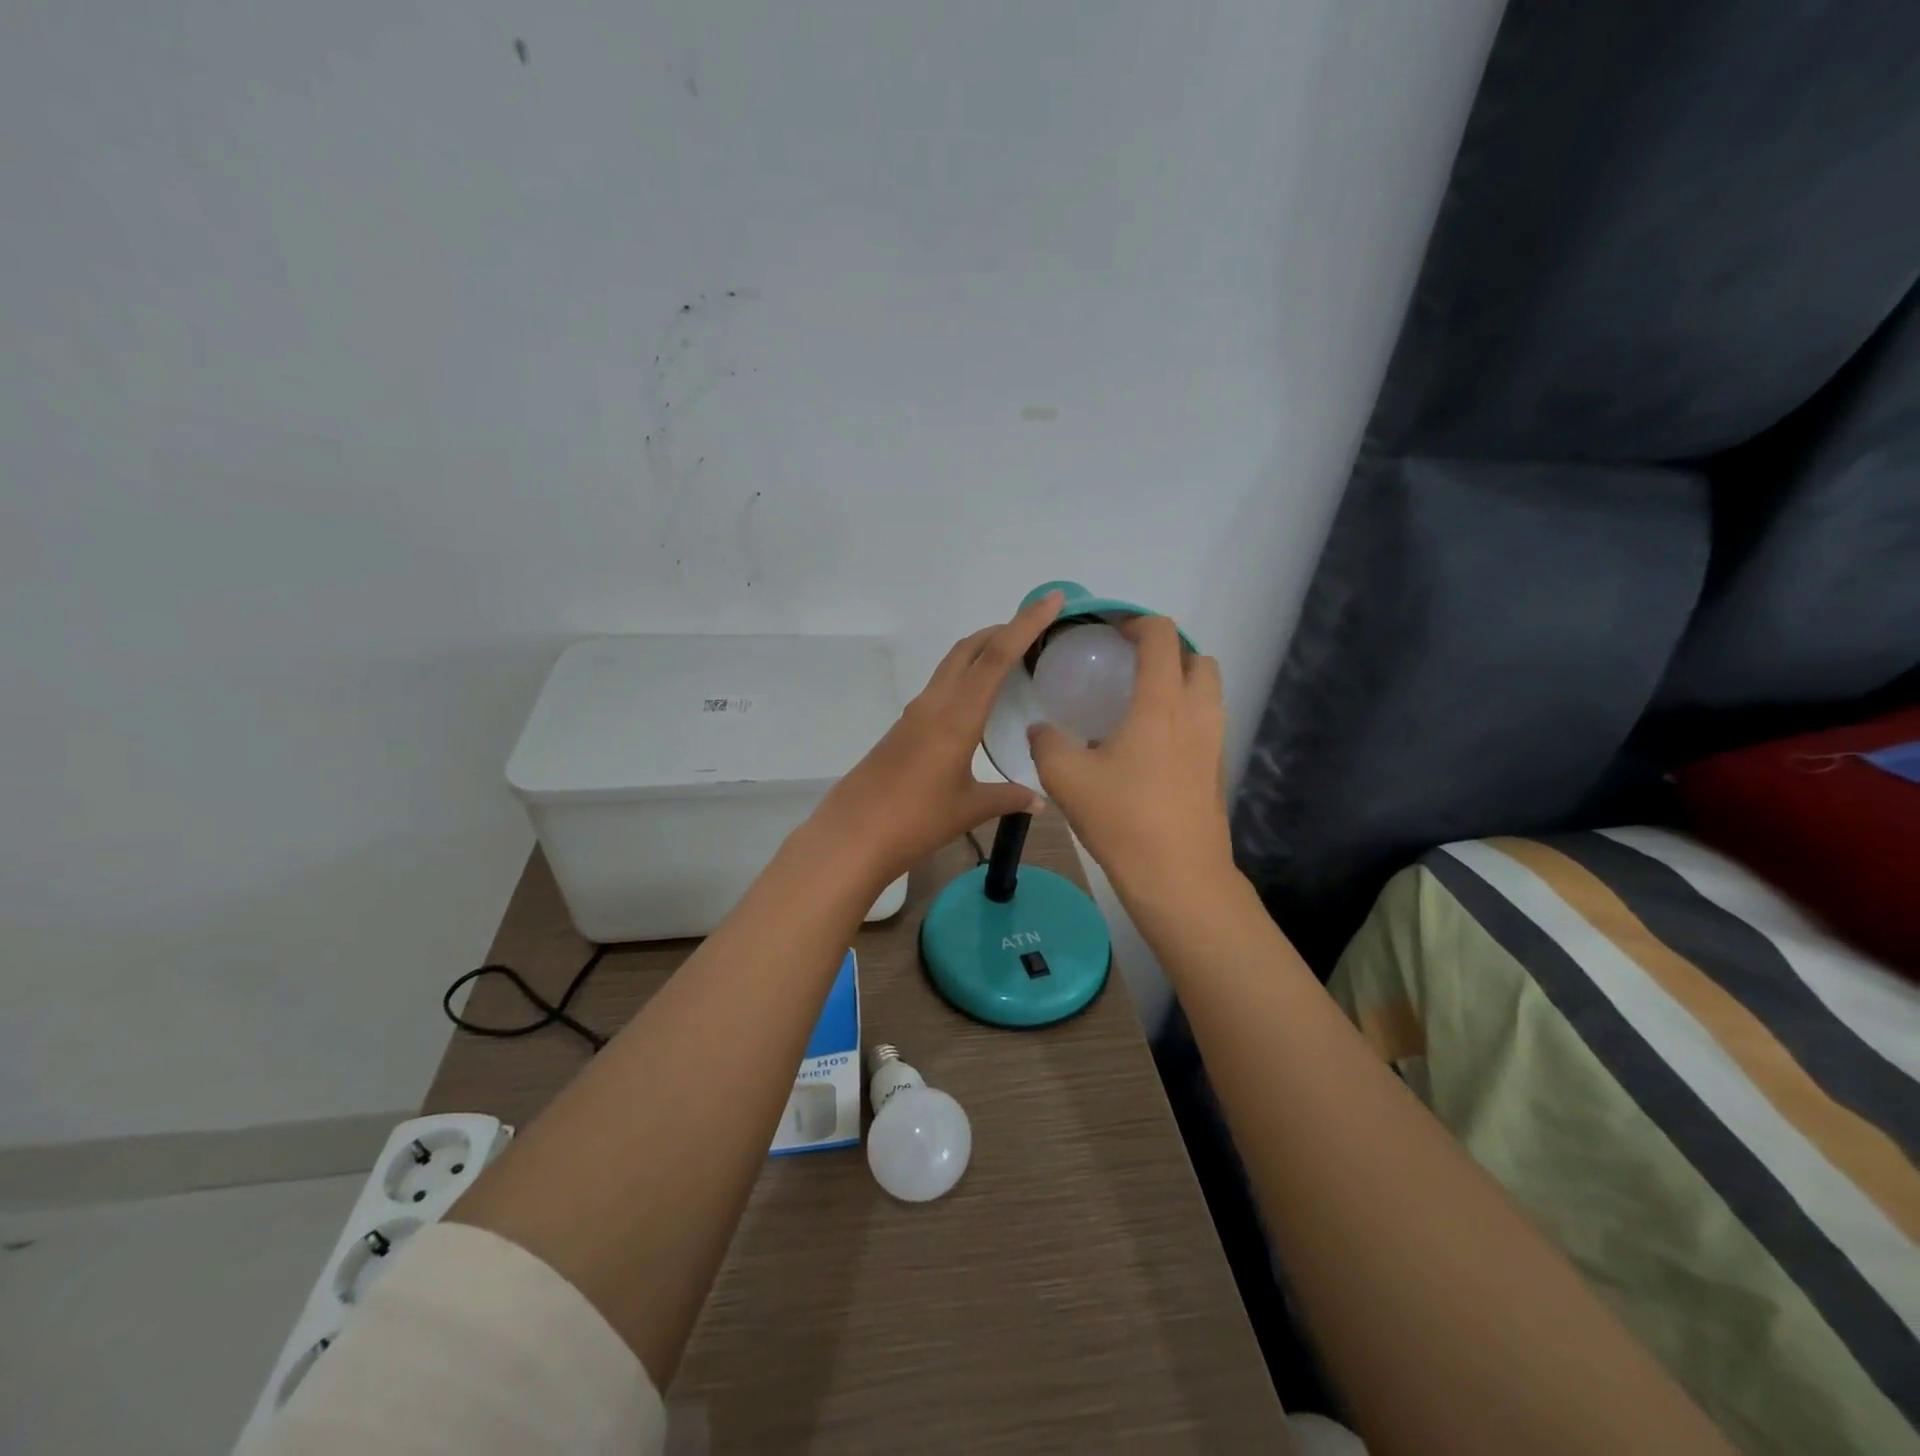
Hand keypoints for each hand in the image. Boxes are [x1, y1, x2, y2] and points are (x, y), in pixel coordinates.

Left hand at [810, 591, 1064, 884]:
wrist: (852, 835)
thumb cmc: (915, 819)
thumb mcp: (969, 809)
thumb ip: (1007, 798)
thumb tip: (1040, 801)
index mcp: (957, 715)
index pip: (997, 656)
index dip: (1026, 624)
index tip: (1051, 599)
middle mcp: (934, 703)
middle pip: (969, 649)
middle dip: (1002, 630)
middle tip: (1035, 630)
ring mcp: (915, 714)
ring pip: (951, 666)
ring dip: (980, 654)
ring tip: (1013, 663)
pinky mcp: (904, 729)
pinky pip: (941, 689)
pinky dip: (965, 679)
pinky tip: (978, 704)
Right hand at [1027, 615, 1231, 899]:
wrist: (1178, 877)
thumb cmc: (1123, 819)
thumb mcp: (1066, 778)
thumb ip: (1046, 743)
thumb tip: (1040, 729)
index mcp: (1161, 703)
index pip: (1161, 636)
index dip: (1136, 622)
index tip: (1110, 630)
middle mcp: (1197, 713)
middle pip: (1197, 658)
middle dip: (1167, 651)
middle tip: (1130, 666)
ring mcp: (1214, 743)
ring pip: (1208, 692)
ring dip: (1180, 683)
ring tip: (1140, 703)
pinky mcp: (1217, 770)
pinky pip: (1206, 724)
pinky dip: (1184, 717)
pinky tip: (1148, 748)